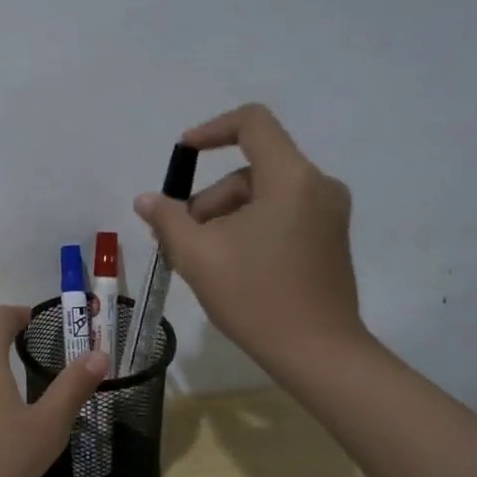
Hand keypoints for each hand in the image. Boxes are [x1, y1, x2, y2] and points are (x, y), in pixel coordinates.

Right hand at [134, 104, 369, 373]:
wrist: (319, 354)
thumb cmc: (256, 297)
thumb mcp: (198, 256)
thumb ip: (168, 219)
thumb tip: (146, 199)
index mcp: (290, 178)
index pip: (252, 123)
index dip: (212, 130)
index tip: (183, 153)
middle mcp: (317, 185)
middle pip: (250, 170)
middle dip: (211, 199)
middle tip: (182, 240)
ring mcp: (329, 213)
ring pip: (263, 195)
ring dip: (227, 217)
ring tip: (203, 260)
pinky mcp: (330, 238)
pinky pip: (281, 214)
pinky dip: (250, 227)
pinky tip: (231, 266)